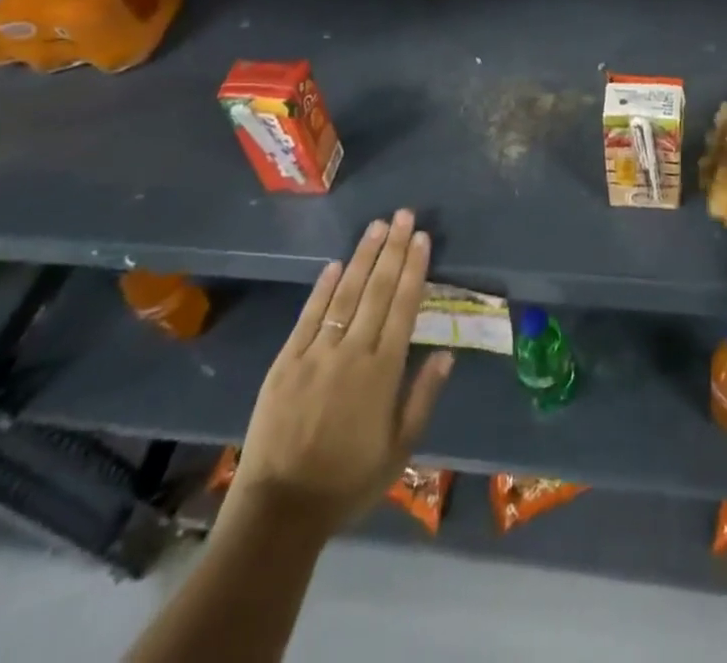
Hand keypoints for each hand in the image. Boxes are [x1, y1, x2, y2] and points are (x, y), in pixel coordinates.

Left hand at [227, 210, 454, 538]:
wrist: (280, 510)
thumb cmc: (348, 482)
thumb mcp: (399, 449)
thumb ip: (423, 397)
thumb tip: (446, 352)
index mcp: (382, 372)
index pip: (403, 307)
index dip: (413, 269)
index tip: (421, 238)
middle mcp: (352, 352)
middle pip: (376, 291)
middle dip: (392, 249)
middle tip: (403, 215)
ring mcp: (316, 353)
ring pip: (344, 294)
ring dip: (362, 257)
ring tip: (376, 227)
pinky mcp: (286, 361)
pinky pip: (308, 316)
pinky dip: (322, 288)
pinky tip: (335, 265)